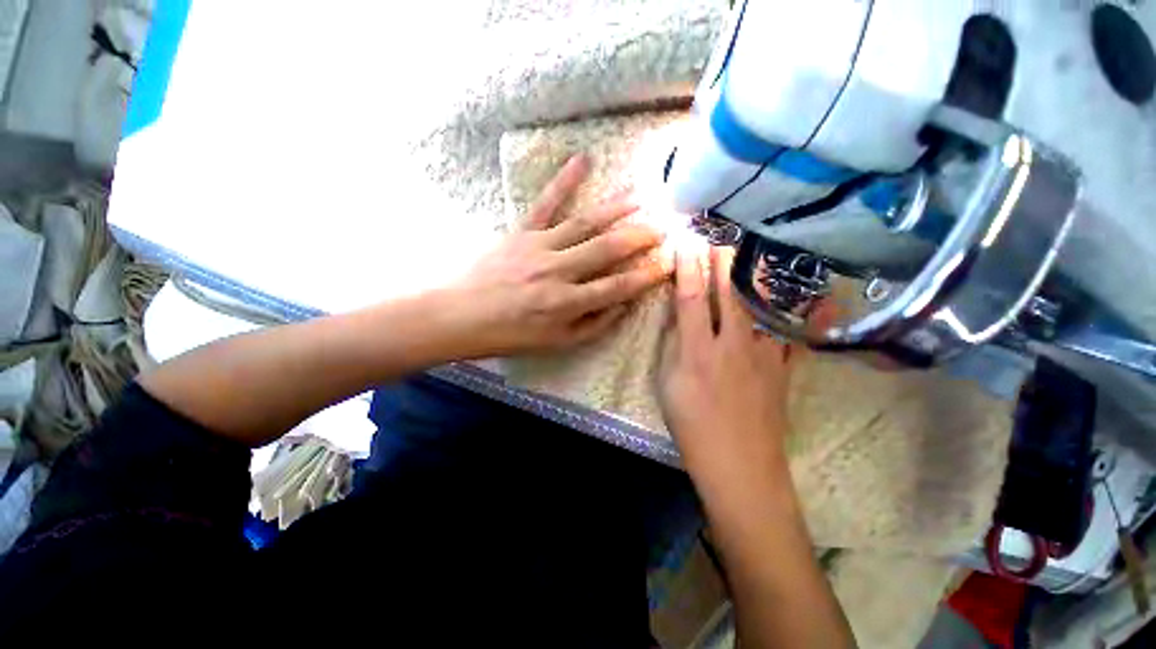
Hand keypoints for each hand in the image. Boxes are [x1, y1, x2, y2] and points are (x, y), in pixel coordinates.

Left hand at [446, 155, 671, 357]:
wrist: (463, 316)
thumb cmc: (512, 334)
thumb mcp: (558, 342)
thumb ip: (595, 325)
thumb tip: (624, 304)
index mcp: (568, 303)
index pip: (619, 286)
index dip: (647, 275)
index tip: (668, 263)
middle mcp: (559, 271)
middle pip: (608, 248)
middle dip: (640, 236)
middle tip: (663, 225)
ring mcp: (540, 247)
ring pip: (585, 223)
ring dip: (616, 208)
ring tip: (641, 195)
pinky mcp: (522, 232)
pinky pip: (546, 202)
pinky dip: (564, 180)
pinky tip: (583, 159)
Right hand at [657, 244, 797, 484]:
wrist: (738, 465)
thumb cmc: (692, 426)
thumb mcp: (667, 385)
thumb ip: (672, 347)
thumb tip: (678, 317)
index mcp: (698, 352)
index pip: (691, 299)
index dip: (687, 269)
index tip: (685, 244)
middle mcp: (733, 346)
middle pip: (728, 294)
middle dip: (722, 260)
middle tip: (720, 234)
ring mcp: (764, 356)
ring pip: (762, 306)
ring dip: (756, 276)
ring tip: (755, 251)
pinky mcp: (784, 369)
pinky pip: (796, 336)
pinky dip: (809, 315)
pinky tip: (821, 296)